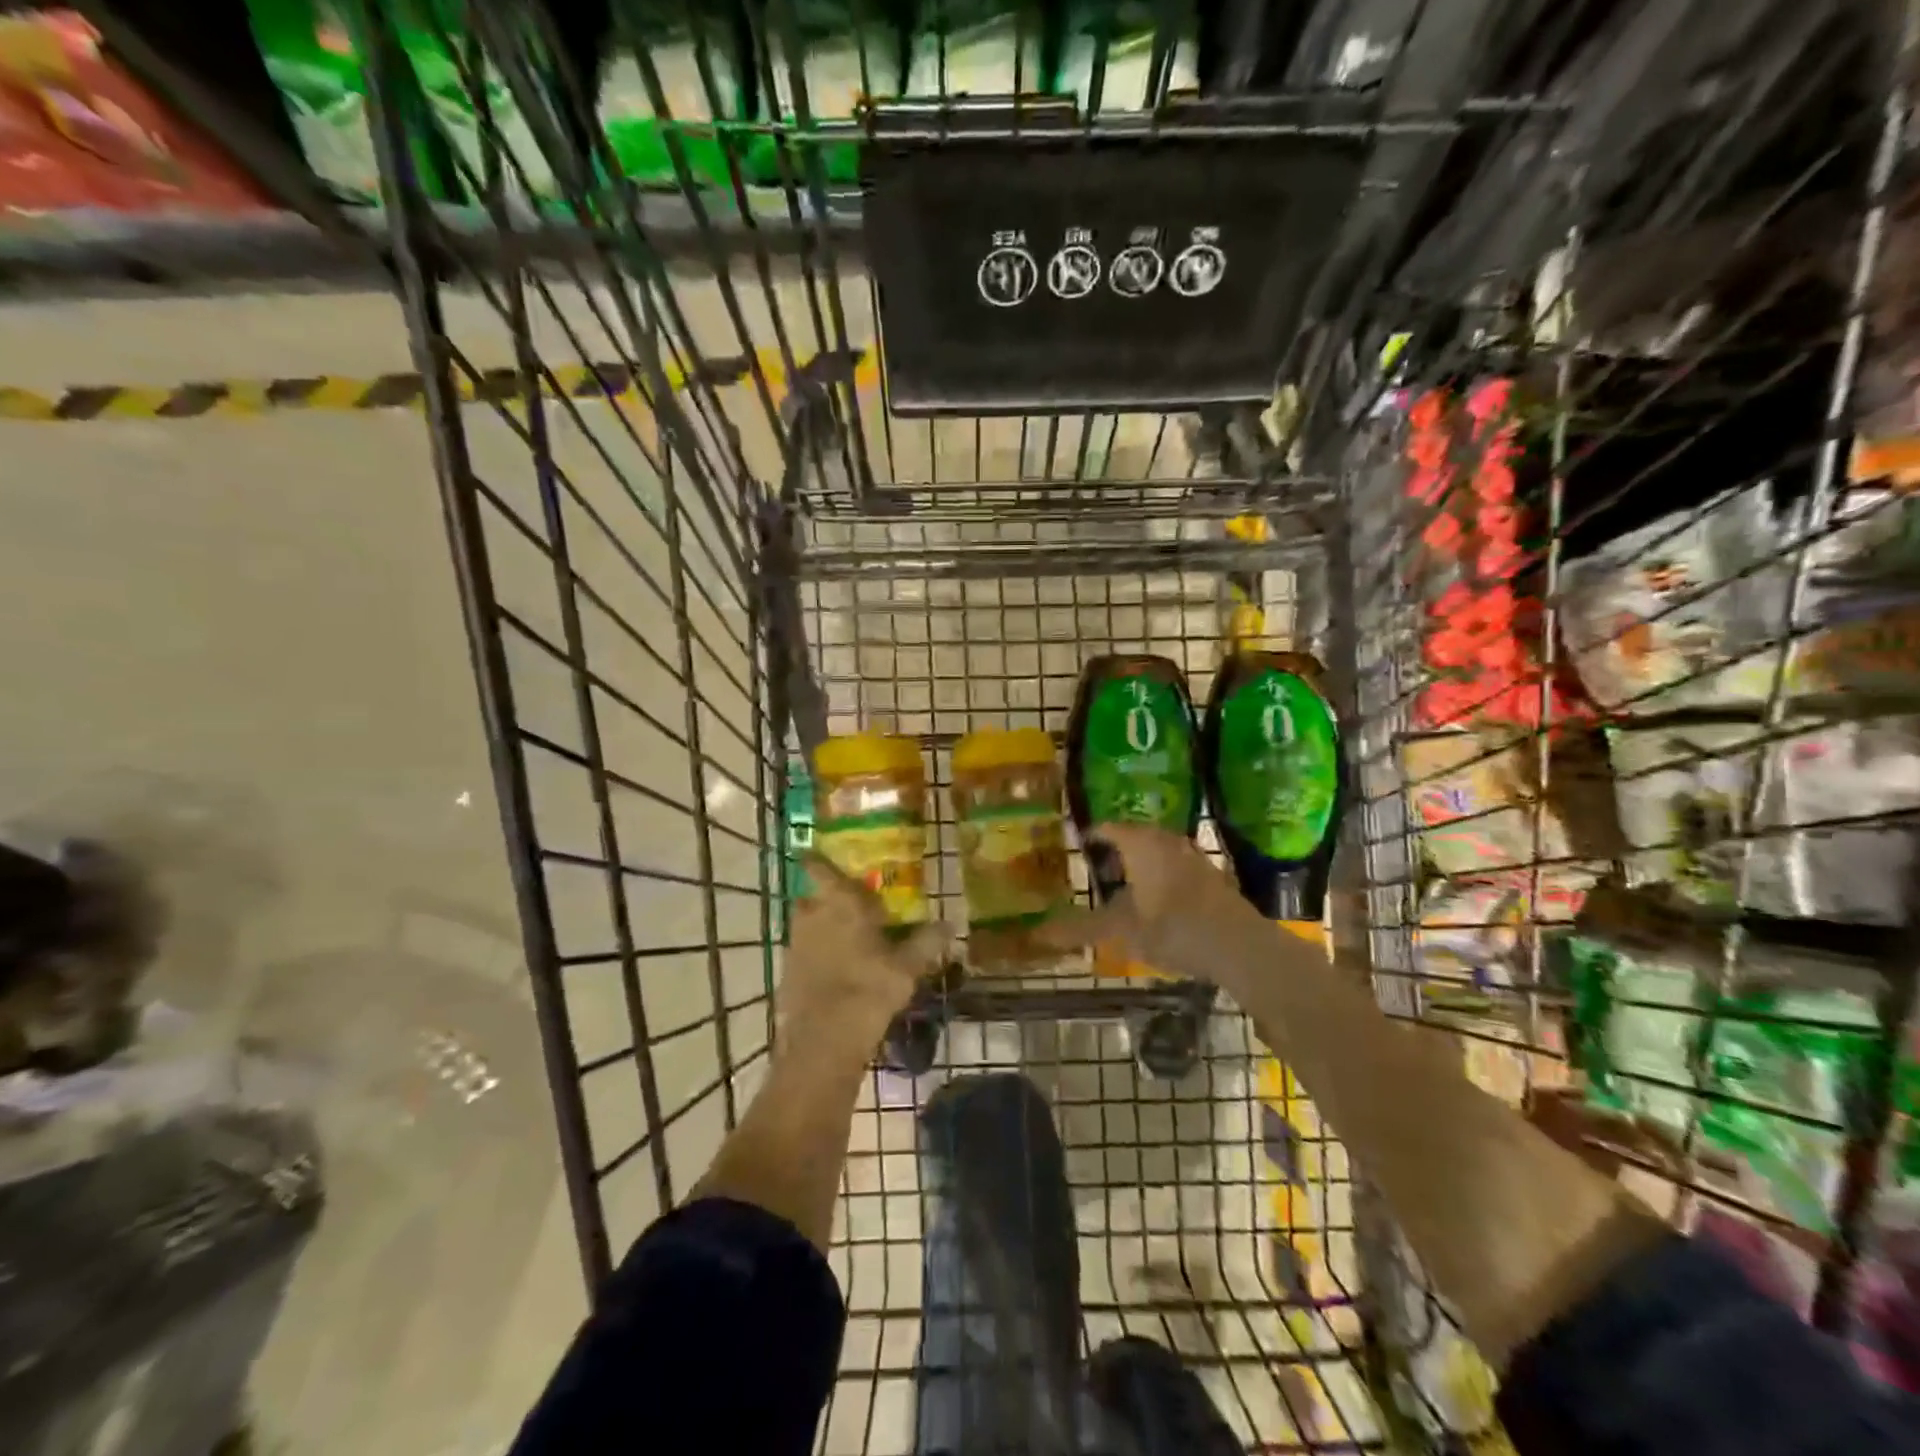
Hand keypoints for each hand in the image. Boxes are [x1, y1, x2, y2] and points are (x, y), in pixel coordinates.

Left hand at [782, 857, 948, 1047]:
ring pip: (807, 925)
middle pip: (812, 897)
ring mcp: (795, 944)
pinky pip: (803, 952)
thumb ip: (927, 942)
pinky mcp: (788, 972)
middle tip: (850, 906)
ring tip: (847, 940)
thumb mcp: (907, 967)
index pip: (819, 868)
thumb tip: (949, 923)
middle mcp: (812, 916)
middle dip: (827, 899)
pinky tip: (836, 970)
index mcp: (839, 904)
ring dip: (821, 928)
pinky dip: (816, 955)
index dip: (818, 859)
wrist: (824, 1040)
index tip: (820, 853)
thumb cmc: (869, 990)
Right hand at [1040, 825, 1265, 988]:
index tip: (1075, 845)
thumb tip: (1038, 932)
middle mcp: (1166, 841)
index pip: (1108, 827)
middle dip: (1116, 847)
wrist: (1239, 945)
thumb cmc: (1173, 928)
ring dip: (1140, 861)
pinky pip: (1176, 865)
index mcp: (1141, 844)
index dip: (1090, 835)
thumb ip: (1081, 928)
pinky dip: (1161, 875)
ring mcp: (1193, 857)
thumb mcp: (1121, 930)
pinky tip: (1156, 898)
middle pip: (1135, 835)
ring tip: (1123, 881)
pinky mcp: (1211, 876)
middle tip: (1096, 862)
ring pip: (1158, 850)